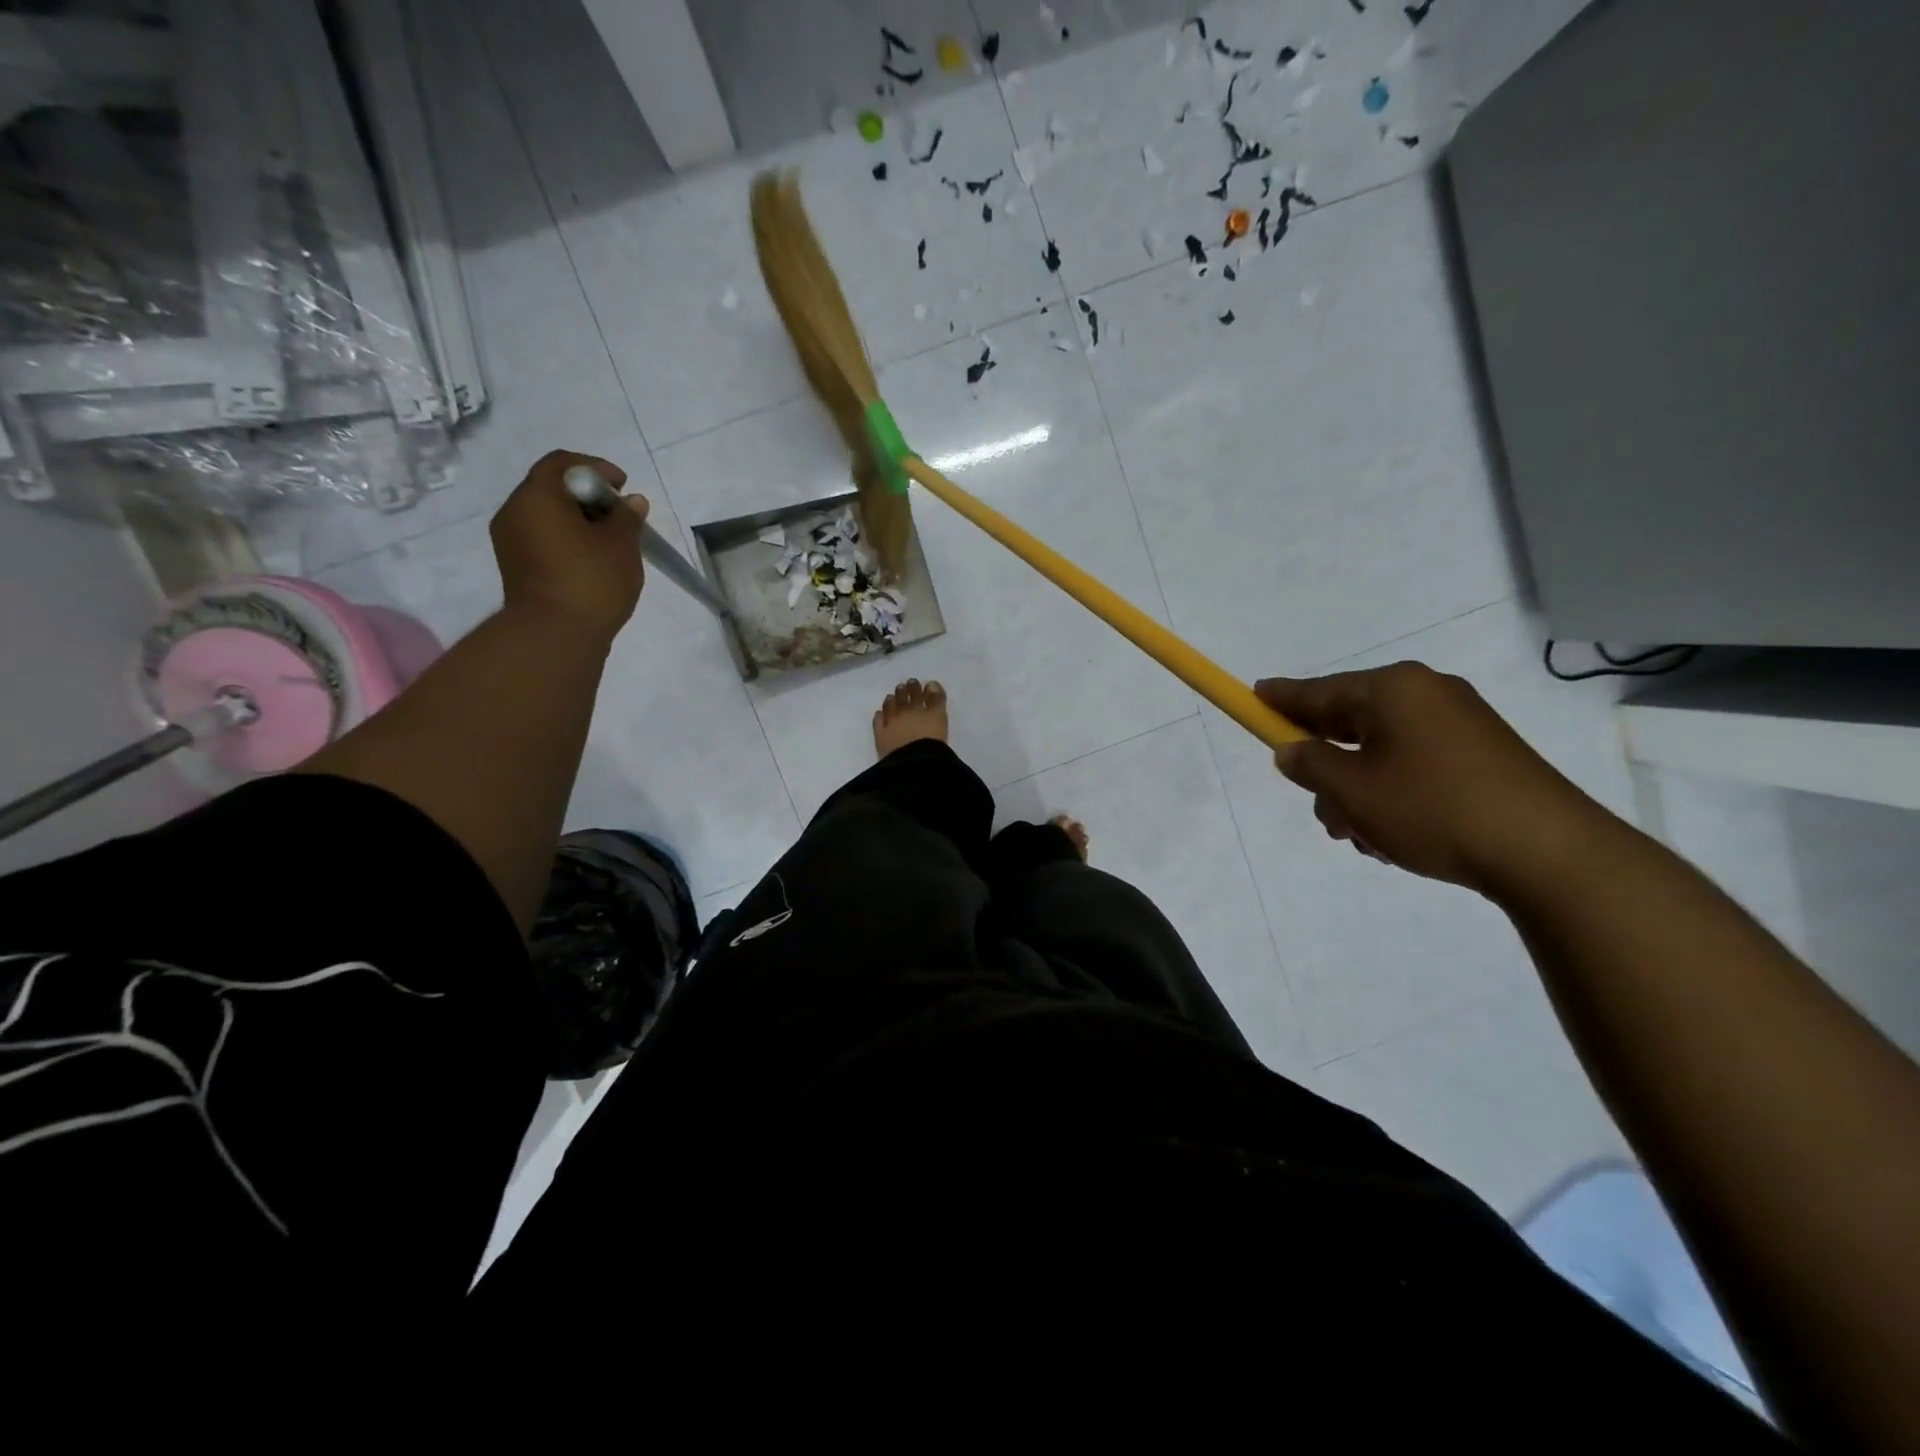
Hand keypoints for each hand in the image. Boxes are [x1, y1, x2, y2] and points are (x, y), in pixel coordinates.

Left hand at [490, 450, 647, 642]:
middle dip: (587, 496)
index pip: (561, 463)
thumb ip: (627, 517)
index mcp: (537, 497)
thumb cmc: (591, 580)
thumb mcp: (621, 545)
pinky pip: (542, 539)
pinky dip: (566, 539)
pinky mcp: (515, 567)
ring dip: (577, 520)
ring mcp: (510, 541)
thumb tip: (631, 502)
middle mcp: (514, 512)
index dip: (595, 468)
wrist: (555, 635)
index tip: (622, 486)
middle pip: (551, 489)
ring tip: (609, 540)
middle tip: (619, 515)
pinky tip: (592, 559)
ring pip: (546, 516)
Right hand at [1255, 664, 1603, 894]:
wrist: (1548, 852)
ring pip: (1381, 751)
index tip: (1253, 695)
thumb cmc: (1431, 808)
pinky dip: (1394, 792)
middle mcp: (1427, 695)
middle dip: (1326, 766)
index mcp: (1392, 690)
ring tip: (1361, 836)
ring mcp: (1461, 724)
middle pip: (1350, 722)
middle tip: (1317, 805)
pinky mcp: (1484, 756)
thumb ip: (1309, 765)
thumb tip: (1292, 751)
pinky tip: (1395, 834)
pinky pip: (1415, 764)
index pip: (1318, 690)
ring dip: (1359, 790)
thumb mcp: (1351, 790)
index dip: (1280, 699)